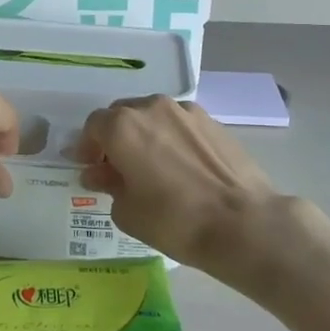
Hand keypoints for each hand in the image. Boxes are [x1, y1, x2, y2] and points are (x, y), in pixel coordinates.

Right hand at [77, 97, 283, 272]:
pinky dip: (171, 138)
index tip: (88, 167)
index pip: (93, 126)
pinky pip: (179, 125)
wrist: (242, 222)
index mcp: (122, 126)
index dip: (87, 147)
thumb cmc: (174, 220)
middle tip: (116, 167)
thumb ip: (108, 184)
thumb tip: (100, 174)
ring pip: (153, 116)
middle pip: (122, 115)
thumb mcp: (127, 211)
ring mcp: (186, 111)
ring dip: (144, 135)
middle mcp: (151, 107)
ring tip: (150, 166)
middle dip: (114, 138)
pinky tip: (179, 166)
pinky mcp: (213, 122)